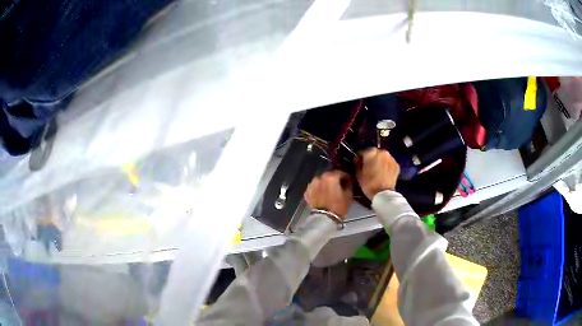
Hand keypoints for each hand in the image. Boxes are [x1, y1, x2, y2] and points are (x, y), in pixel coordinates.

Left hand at [304, 170, 352, 217]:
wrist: (325, 218)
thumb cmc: (339, 206)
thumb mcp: (348, 194)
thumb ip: (348, 184)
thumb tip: (347, 181)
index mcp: (331, 176)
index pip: (341, 172)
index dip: (346, 176)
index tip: (349, 181)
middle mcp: (320, 177)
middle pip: (329, 175)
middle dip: (335, 179)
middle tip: (339, 185)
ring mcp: (312, 184)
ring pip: (321, 181)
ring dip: (326, 183)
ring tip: (330, 190)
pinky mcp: (307, 191)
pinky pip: (315, 187)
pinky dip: (319, 189)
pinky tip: (323, 194)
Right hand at [356, 148, 399, 199]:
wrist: (383, 194)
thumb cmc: (368, 183)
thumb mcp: (358, 173)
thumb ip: (357, 163)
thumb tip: (358, 159)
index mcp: (371, 152)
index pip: (363, 152)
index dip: (360, 158)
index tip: (359, 164)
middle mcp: (382, 152)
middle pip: (374, 153)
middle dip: (371, 159)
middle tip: (368, 167)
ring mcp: (391, 158)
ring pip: (383, 157)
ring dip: (380, 161)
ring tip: (377, 170)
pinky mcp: (396, 165)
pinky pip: (389, 163)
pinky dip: (386, 166)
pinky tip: (383, 173)